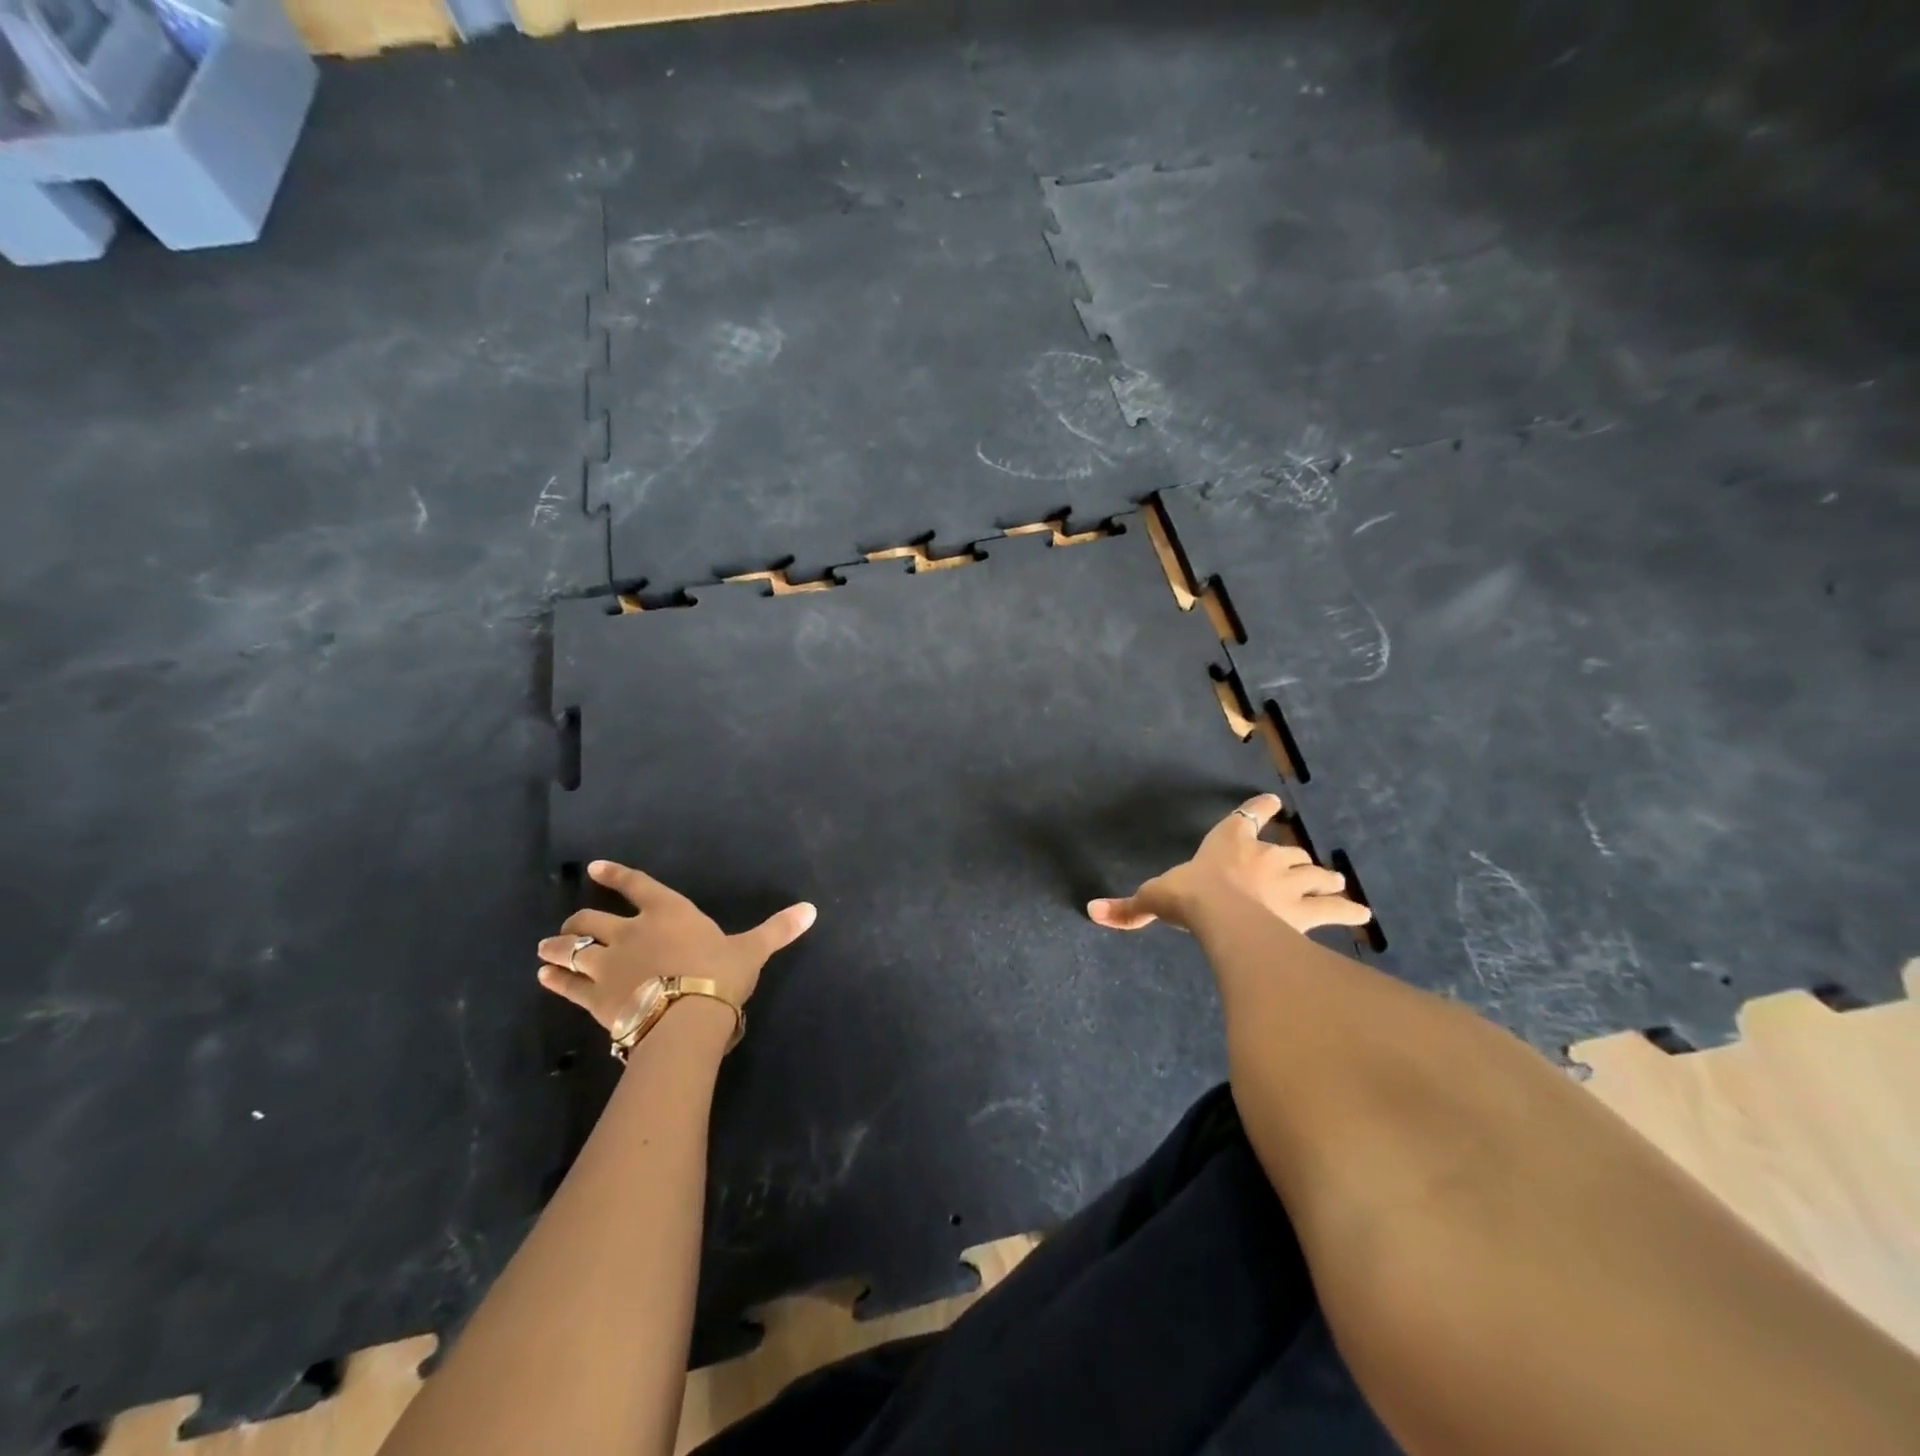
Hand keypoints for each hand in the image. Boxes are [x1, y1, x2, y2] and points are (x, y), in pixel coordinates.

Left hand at [536, 860, 815, 1033]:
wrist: (687, 1018)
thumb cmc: (720, 974)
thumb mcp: (752, 949)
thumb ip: (777, 929)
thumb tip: (812, 909)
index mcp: (667, 912)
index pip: (636, 885)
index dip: (614, 876)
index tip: (593, 869)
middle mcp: (631, 931)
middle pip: (591, 919)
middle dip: (577, 920)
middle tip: (569, 925)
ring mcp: (608, 964)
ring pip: (572, 950)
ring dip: (556, 948)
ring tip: (544, 949)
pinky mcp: (595, 997)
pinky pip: (567, 985)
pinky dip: (554, 980)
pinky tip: (544, 979)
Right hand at [1087, 794, 1372, 936]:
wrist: (1223, 916)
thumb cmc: (1189, 896)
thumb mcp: (1155, 899)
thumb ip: (1129, 907)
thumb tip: (1091, 912)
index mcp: (1228, 844)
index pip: (1245, 819)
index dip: (1259, 810)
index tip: (1272, 801)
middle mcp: (1263, 857)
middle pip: (1286, 852)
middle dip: (1293, 859)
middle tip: (1303, 866)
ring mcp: (1289, 882)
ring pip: (1314, 876)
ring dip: (1323, 879)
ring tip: (1336, 883)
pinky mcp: (1307, 910)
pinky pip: (1334, 908)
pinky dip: (1348, 910)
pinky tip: (1362, 914)